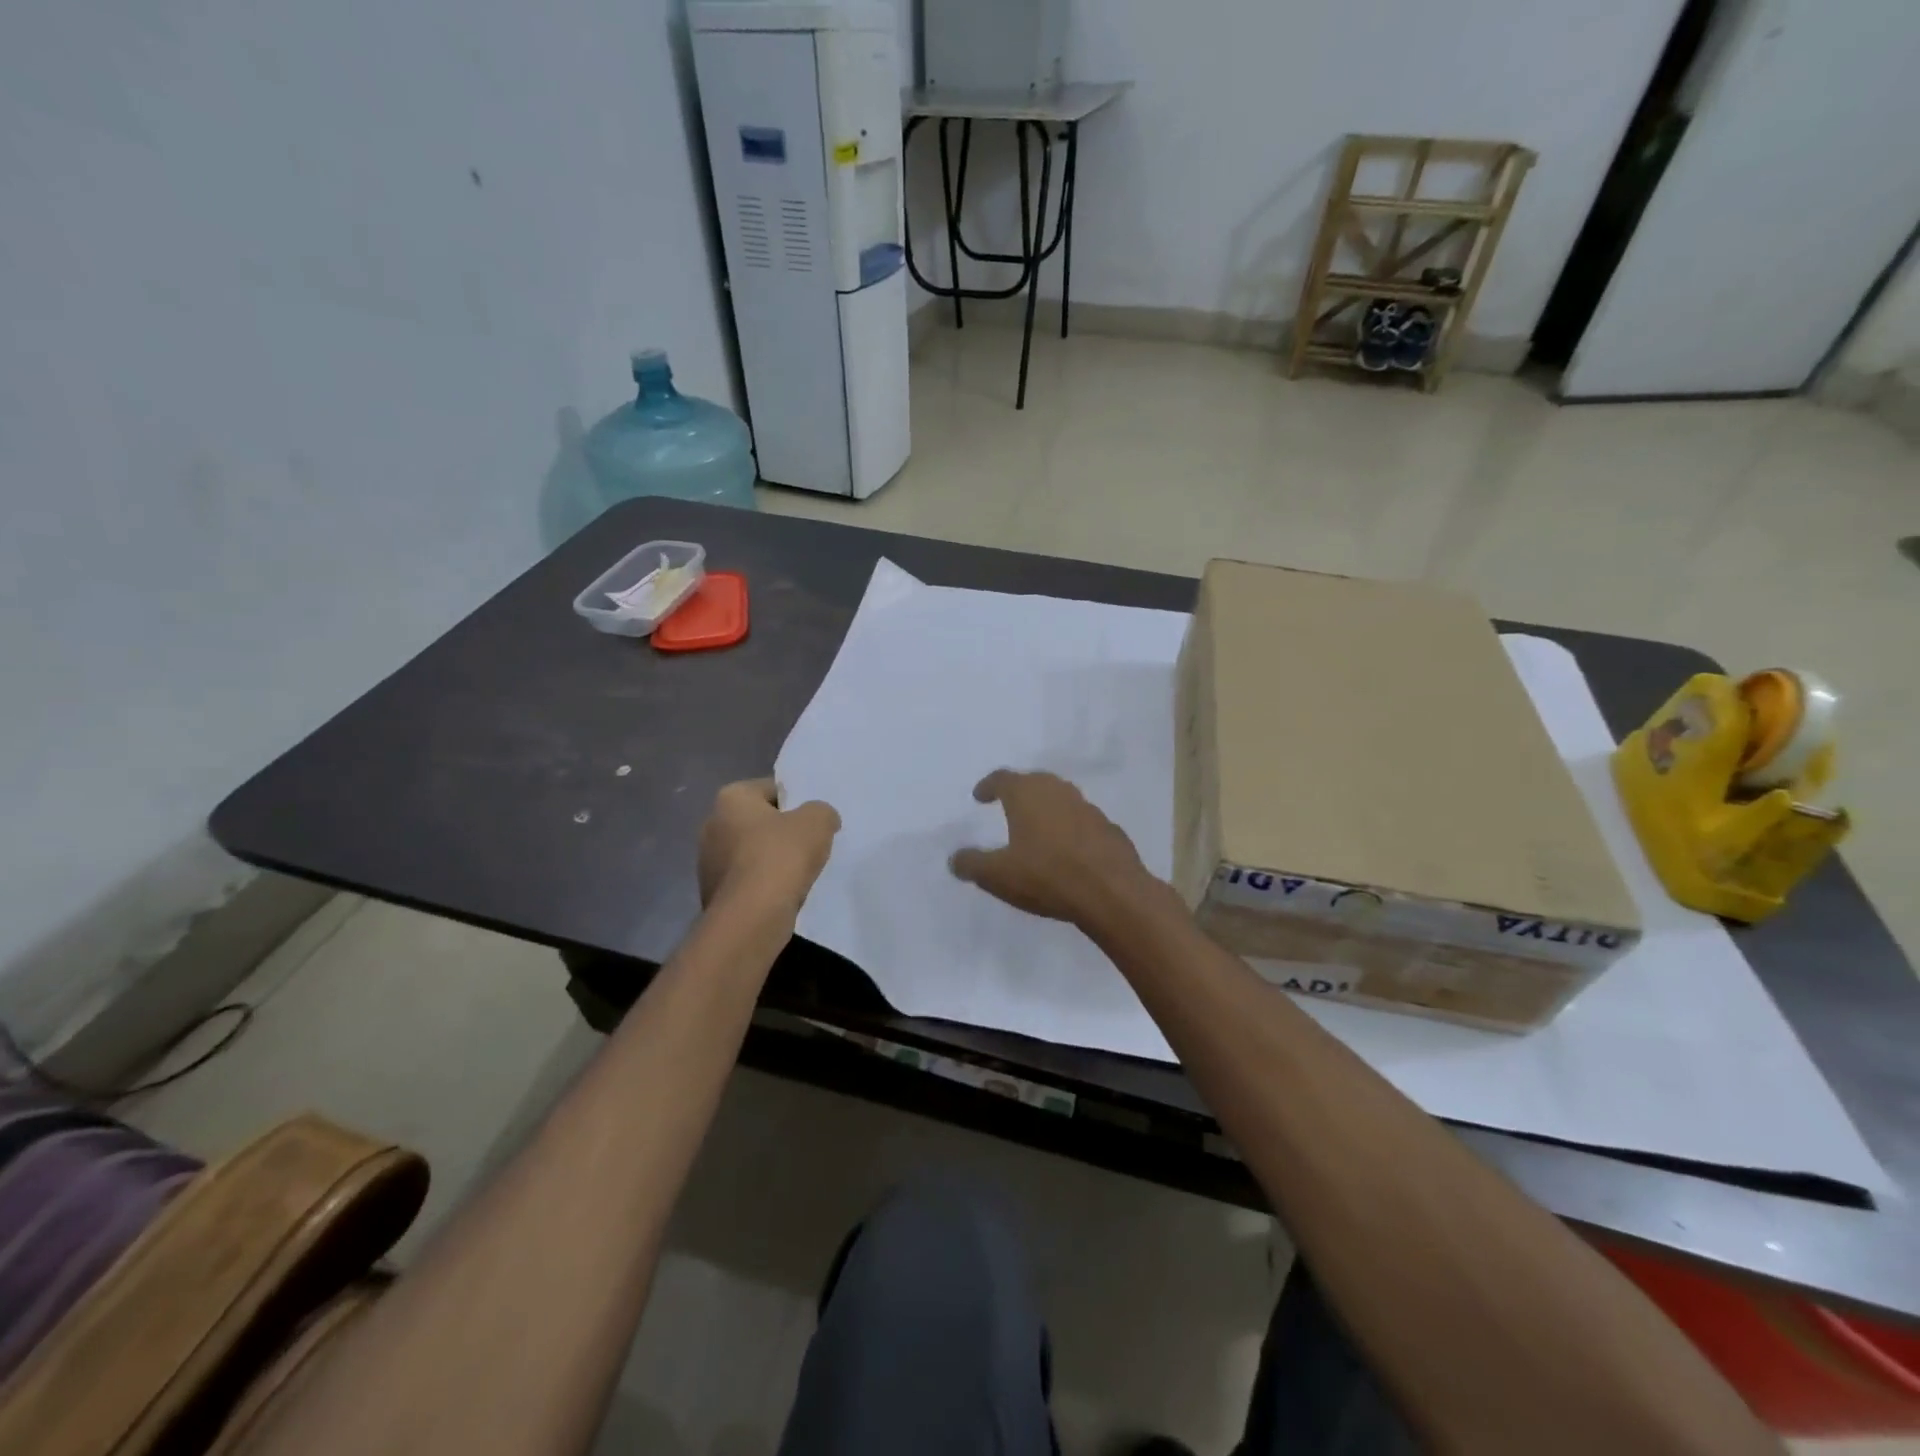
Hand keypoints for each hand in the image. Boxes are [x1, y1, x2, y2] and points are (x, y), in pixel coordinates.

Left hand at [697, 778, 840, 914]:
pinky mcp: (713, 893)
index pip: (771, 789)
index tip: (815, 819)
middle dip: (782, 831)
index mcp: (731, 797)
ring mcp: (707, 862)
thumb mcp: (818, 822)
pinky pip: (747, 880)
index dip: (797, 801)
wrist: (752, 916)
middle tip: (811, 844)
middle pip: (759, 821)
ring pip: (751, 852)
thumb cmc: (781, 856)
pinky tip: (784, 893)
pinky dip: (764, 884)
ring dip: (772, 860)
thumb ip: (822, 811)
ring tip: (800, 873)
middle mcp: (712, 824)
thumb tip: (821, 818)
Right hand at [949, 769, 1154, 927]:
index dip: (988, 786)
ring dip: (1047, 809)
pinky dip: (1069, 829)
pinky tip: (1067, 849)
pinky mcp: (1109, 829)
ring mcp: (1088, 808)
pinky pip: (1082, 822)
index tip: (980, 796)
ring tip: (1036, 827)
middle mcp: (1058, 792)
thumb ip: (972, 864)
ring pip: (1061, 800)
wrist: (1112, 893)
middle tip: (1008, 804)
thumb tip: (955, 858)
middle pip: (1035, 782)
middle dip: (1019, 791)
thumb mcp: (997, 876)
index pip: (1002, 778)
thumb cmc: (1047, 876)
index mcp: (1028, 794)